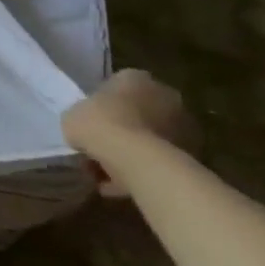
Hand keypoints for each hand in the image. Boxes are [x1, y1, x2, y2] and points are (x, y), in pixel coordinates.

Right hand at [62, 69, 197, 191]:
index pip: (115, 87)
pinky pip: (158, 161)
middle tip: (98, 150)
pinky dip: (141, 171)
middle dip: (120, 130)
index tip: (89, 125)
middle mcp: (164, 94)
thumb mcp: (72, 116)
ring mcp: (182, 124)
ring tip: (105, 176)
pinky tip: (119, 187)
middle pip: (136, 113)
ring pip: (149, 139)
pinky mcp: (192, 152)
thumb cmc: (100, 125)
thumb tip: (86, 128)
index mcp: (134, 78)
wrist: (137, 158)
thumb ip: (81, 117)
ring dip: (131, 153)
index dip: (99, 108)